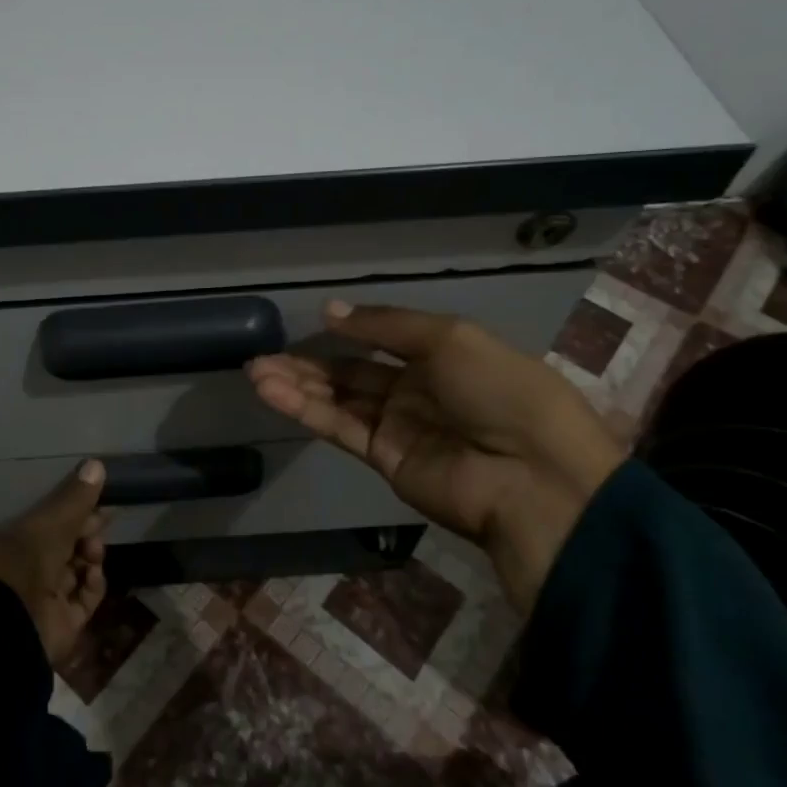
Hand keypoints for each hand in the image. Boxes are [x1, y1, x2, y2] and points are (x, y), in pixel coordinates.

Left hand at [0, 460, 110, 662]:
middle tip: (102, 522)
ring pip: (78, 569)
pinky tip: (93, 575)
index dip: (72, 511)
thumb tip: (97, 464)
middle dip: (85, 532)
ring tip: (93, 552)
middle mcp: (27, 570)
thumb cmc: (23, 563)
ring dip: (90, 556)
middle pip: (66, 545)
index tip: (96, 500)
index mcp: (13, 543)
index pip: (48, 522)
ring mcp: (44, 599)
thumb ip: (74, 498)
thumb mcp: (50, 523)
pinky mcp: (63, 623)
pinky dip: (93, 585)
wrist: (13, 626)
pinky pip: (85, 598)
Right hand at [248, 302, 623, 611]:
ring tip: (254, 371)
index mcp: (442, 356)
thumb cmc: (499, 391)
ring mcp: (398, 427)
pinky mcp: (383, 460)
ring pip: (338, 399)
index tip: (313, 321)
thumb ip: (385, 326)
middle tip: (261, 356)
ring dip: (297, 385)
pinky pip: (339, 427)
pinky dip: (305, 410)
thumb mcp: (448, 339)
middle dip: (308, 363)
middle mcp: (417, 390)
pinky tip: (272, 392)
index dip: (349, 331)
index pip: (384, 340)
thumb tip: (329, 311)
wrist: (532, 476)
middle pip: (352, 373)